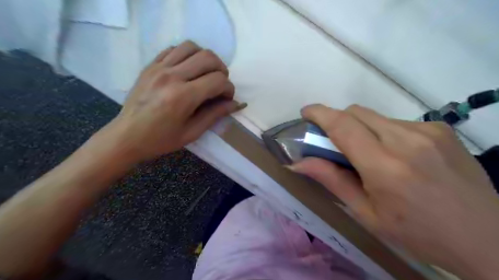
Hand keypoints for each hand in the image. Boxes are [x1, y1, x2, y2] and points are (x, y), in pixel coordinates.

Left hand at [97, 41, 244, 164]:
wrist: (126, 136)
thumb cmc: (161, 140)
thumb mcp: (192, 132)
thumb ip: (216, 114)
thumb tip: (237, 104)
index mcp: (183, 97)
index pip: (218, 81)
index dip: (229, 89)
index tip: (227, 98)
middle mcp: (172, 76)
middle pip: (208, 58)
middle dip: (222, 70)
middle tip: (220, 85)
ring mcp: (159, 67)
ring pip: (192, 47)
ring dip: (205, 59)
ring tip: (206, 74)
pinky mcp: (151, 65)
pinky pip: (174, 49)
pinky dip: (187, 55)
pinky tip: (188, 69)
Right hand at [291, 104, 498, 278]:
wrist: (488, 239)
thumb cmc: (418, 233)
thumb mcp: (366, 213)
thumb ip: (331, 180)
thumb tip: (298, 163)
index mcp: (384, 166)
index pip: (342, 125)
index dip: (319, 113)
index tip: (306, 112)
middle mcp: (406, 140)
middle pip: (356, 112)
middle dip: (338, 121)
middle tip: (336, 144)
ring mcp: (427, 130)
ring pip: (375, 116)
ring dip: (361, 129)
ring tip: (370, 156)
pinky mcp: (440, 128)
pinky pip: (396, 122)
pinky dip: (383, 132)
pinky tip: (397, 155)